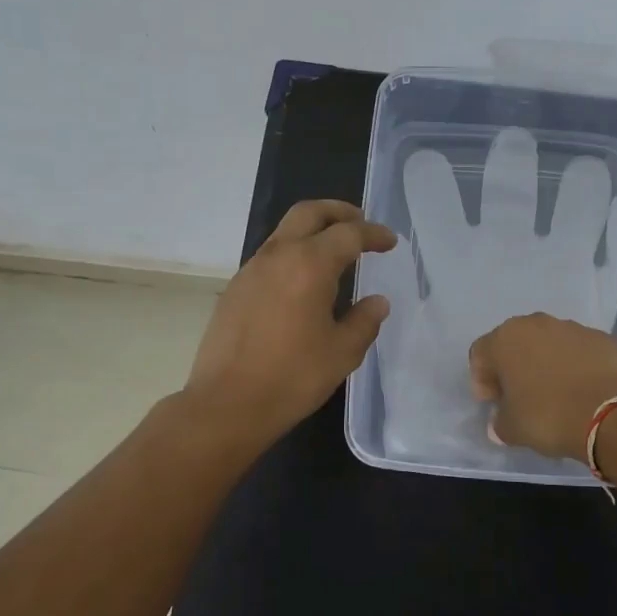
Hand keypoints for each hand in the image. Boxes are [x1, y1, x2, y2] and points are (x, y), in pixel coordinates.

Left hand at [184, 200, 395, 449]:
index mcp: (309, 265)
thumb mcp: (342, 352)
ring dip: (312, 232)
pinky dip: (292, 254)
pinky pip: (269, 257)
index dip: (373, 234)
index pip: (348, 234)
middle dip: (338, 212)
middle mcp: (278, 256)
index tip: (389, 241)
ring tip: (333, 253)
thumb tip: (377, 302)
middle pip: (308, 213)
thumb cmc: (293, 377)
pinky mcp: (235, 290)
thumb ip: (364, 321)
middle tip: (359, 222)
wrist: (227, 404)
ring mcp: (250, 271)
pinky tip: (302, 283)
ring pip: (284, 232)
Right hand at [467, 313, 616, 460]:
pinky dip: (576, 366)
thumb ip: (499, 421)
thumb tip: (502, 421)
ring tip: (556, 394)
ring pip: (549, 344)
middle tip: (521, 396)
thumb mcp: (510, 429)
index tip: (494, 403)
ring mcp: (572, 328)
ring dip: (546, 364)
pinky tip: (582, 390)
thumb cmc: (547, 416)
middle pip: (515, 343)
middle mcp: (536, 324)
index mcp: (505, 339)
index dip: (482, 380)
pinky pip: (579, 351)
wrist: (610, 414)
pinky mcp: (602, 338)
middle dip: (514, 367)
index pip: (480, 354)